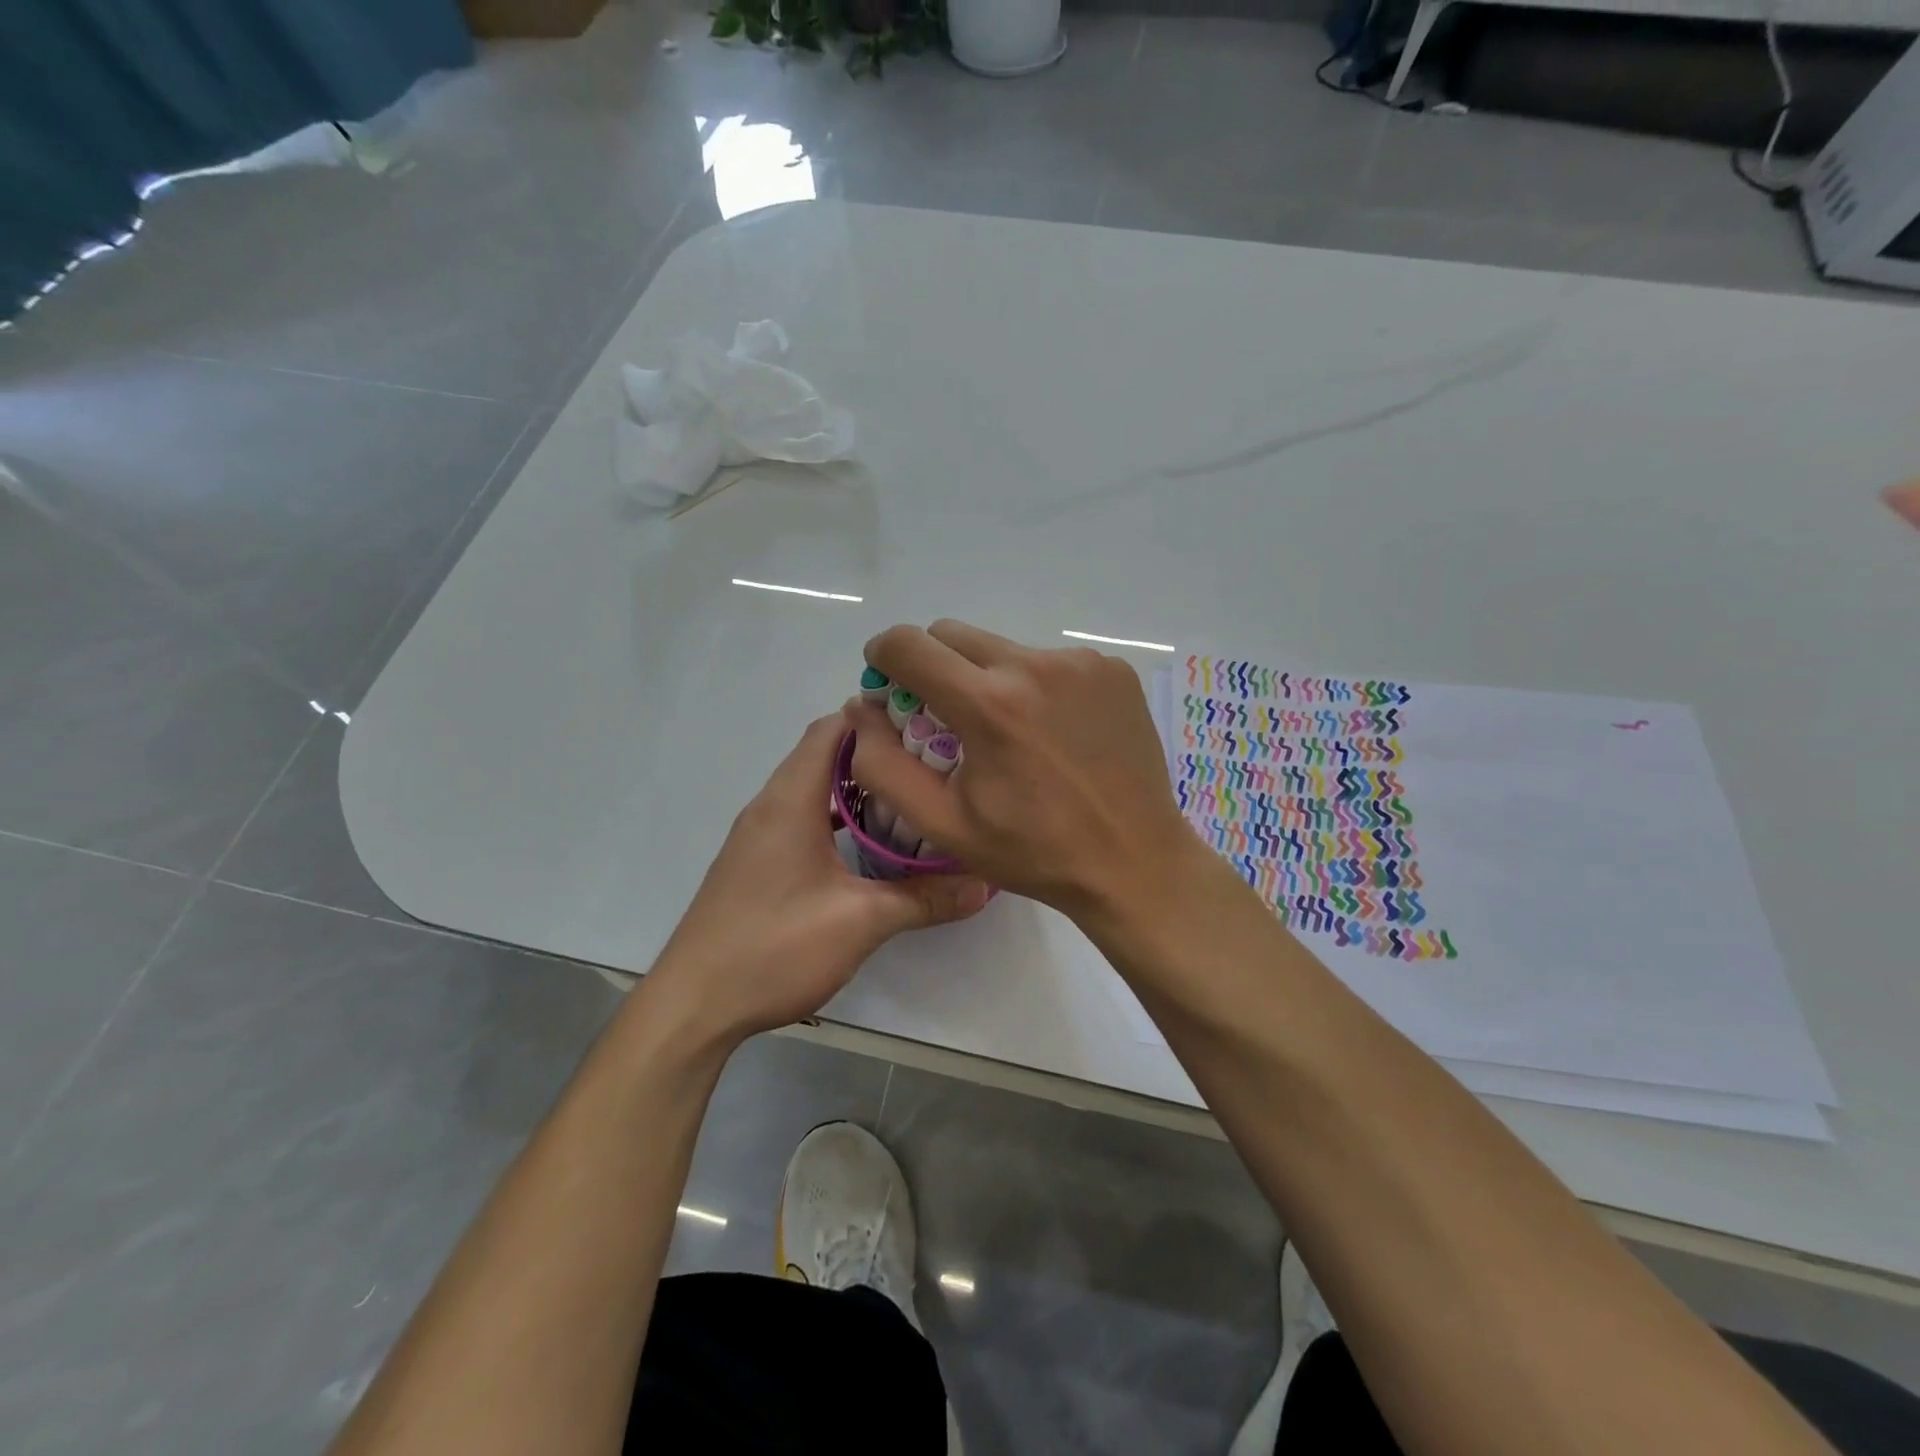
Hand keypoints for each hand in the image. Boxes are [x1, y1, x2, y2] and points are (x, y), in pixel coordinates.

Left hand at [644, 713, 990, 1043]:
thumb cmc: (774, 947)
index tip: (927, 722)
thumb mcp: (860, 922)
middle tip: (932, 761)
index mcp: (790, 799)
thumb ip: (925, 898)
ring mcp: (758, 835)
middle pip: (824, 753)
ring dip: (857, 786)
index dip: (877, 716)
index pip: (832, 727)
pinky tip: (867, 844)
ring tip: (910, 797)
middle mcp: (770, 805)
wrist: (694, 1005)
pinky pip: (801, 817)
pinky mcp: (755, 862)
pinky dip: (835, 816)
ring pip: (813, 788)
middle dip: (877, 752)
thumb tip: (985, 883)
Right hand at [847, 620, 1197, 919]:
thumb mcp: (944, 824)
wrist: (1135, 862)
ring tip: (1010, 735)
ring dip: (987, 678)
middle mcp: (1035, 665)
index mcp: (989, 704)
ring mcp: (1081, 663)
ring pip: (1003, 648)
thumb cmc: (1033, 852)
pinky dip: (1036, 686)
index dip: (884, 658)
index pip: (909, 644)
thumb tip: (861, 708)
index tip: (886, 683)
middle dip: (933, 667)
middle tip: (945, 717)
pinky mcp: (1113, 669)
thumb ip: (885, 765)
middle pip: (953, 636)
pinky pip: (1051, 661)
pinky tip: (1053, 734)